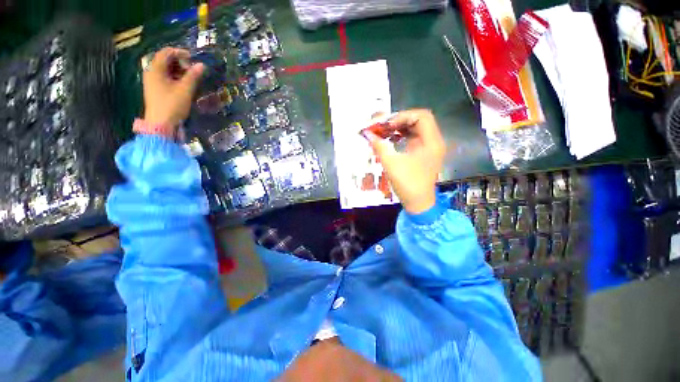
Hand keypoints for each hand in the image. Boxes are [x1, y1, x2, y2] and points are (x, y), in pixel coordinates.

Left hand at [142, 47, 204, 126]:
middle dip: (180, 62)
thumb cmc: (172, 105)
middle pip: (165, 60)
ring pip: (166, 70)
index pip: (166, 52)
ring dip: (179, 71)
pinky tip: (184, 85)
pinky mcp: (156, 90)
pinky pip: (165, 78)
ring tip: (191, 78)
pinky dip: (175, 78)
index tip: (192, 58)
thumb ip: (193, 76)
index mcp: (155, 69)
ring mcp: (152, 82)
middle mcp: (151, 73)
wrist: (161, 124)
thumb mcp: (185, 90)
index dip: (179, 52)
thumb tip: (201, 65)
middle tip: (193, 70)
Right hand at [364, 109, 444, 214]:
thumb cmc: (408, 184)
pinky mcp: (424, 153)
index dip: (403, 116)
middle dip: (400, 121)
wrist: (418, 203)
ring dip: (400, 128)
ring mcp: (429, 148)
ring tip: (385, 131)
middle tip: (384, 126)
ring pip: (416, 129)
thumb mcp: (391, 164)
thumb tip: (367, 134)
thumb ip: (380, 146)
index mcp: (431, 142)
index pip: (422, 116)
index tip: (387, 125)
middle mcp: (434, 141)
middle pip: (419, 120)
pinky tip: (391, 140)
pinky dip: (403, 136)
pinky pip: (414, 138)